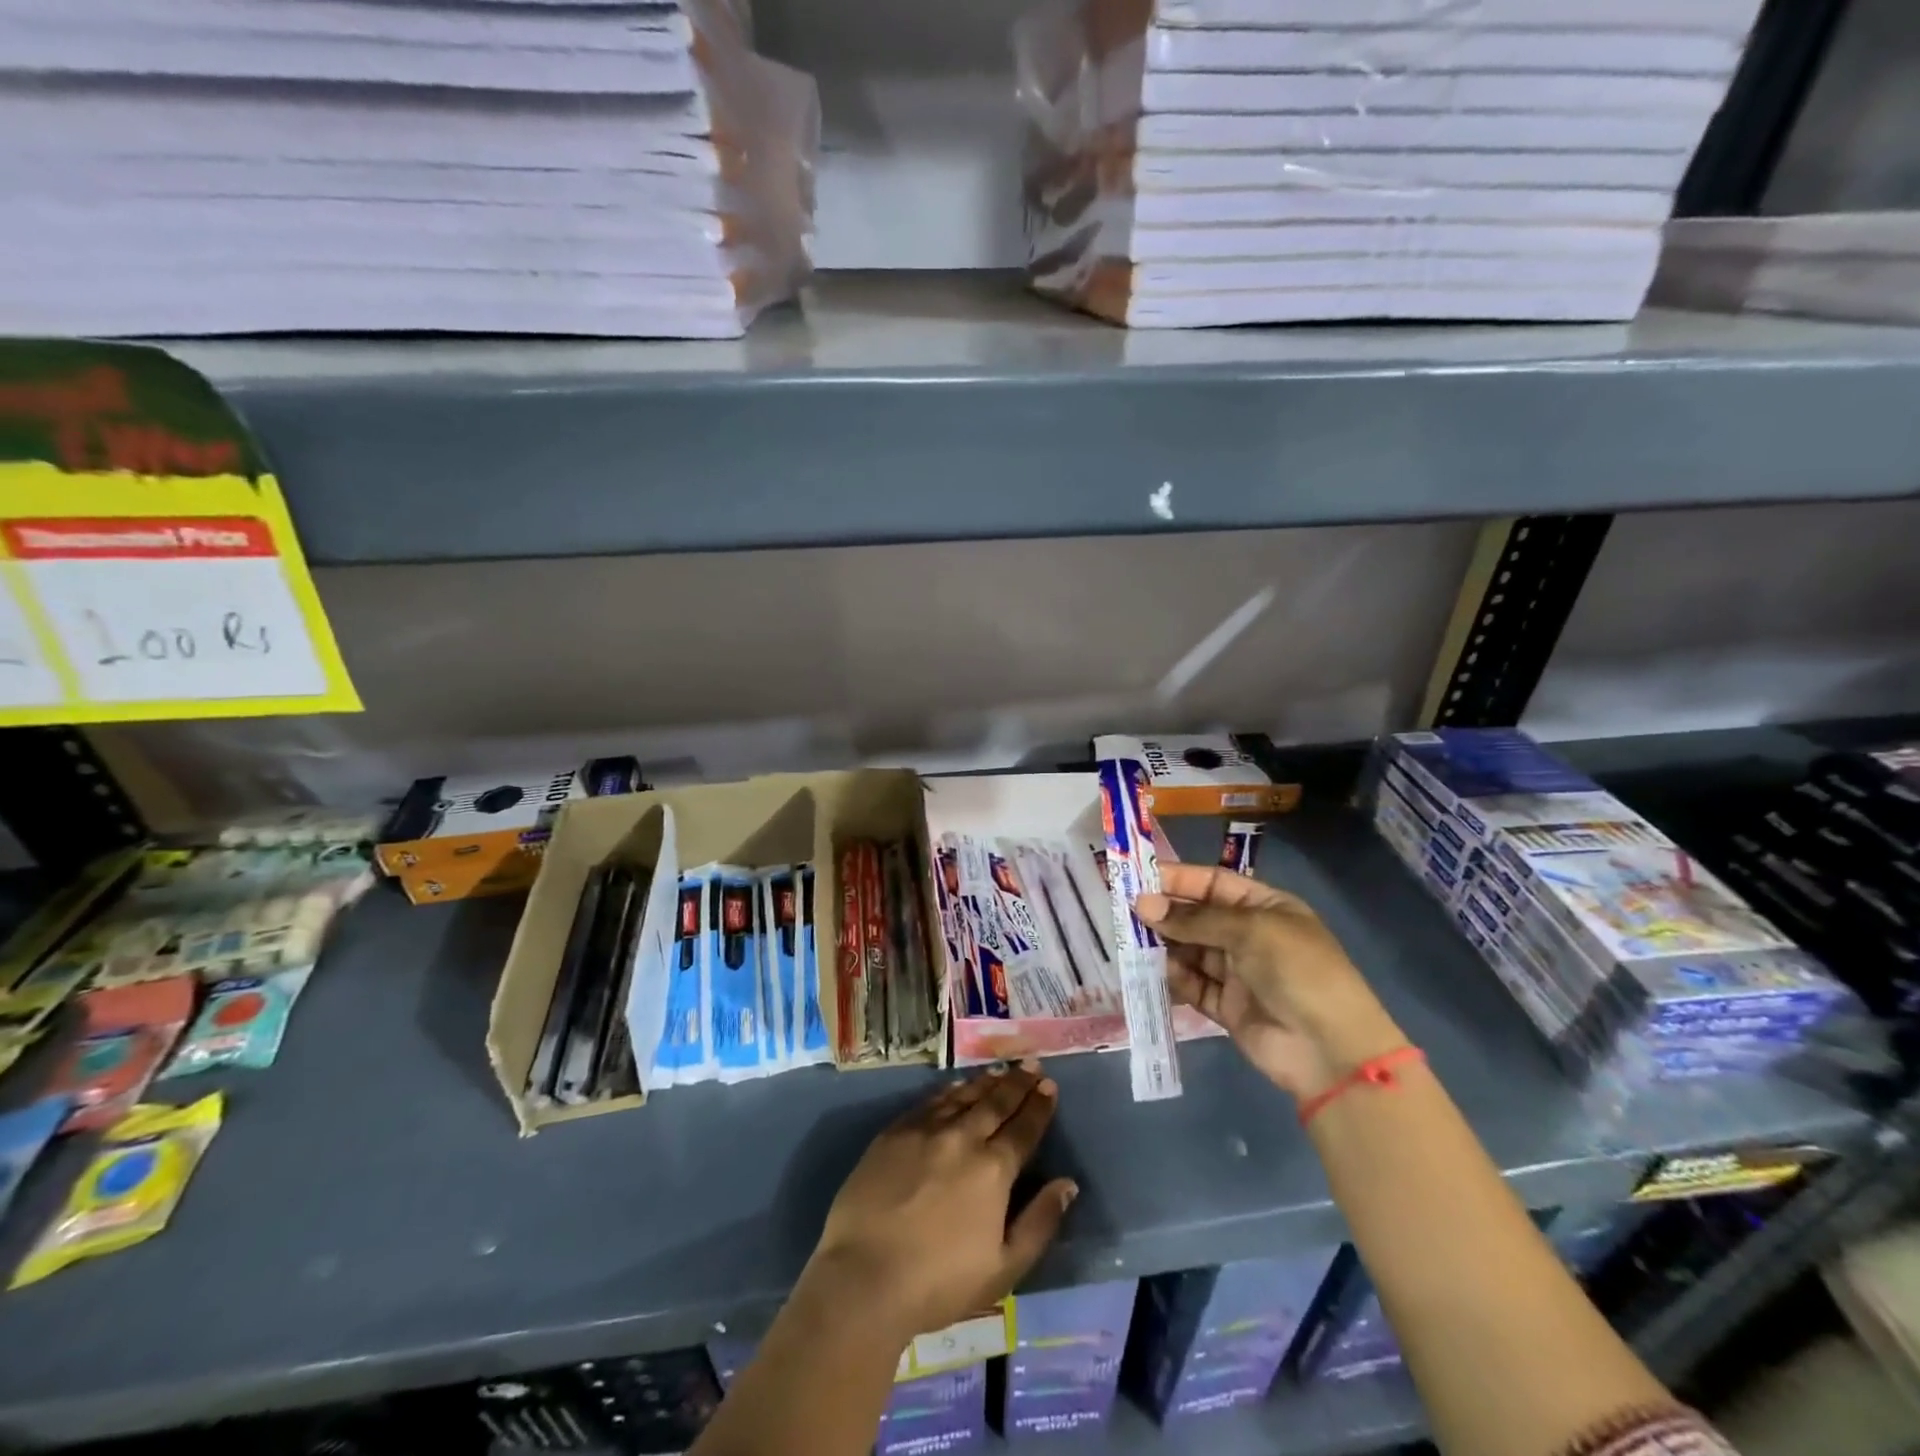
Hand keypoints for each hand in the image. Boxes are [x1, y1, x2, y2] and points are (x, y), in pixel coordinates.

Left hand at [807, 1065, 1077, 1341]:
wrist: (864, 1277)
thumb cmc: (939, 1283)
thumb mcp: (1003, 1268)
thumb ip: (1039, 1223)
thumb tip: (1067, 1184)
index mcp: (993, 1170)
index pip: (1023, 1128)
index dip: (1039, 1106)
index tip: (1049, 1086)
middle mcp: (963, 1138)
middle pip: (996, 1103)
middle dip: (1017, 1083)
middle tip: (1031, 1065)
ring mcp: (926, 1130)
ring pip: (964, 1096)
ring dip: (986, 1082)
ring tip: (1001, 1070)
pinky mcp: (895, 1132)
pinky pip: (931, 1101)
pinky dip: (950, 1090)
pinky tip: (957, 1086)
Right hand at [1137, 863, 1403, 1098]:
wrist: (1330, 1050)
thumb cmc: (1297, 971)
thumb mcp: (1249, 931)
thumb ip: (1195, 919)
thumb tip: (1144, 905)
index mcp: (1264, 907)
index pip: (1213, 883)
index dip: (1177, 879)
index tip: (1137, 878)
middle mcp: (1249, 935)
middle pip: (1197, 916)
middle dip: (1164, 912)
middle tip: (1124, 910)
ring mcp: (1237, 972)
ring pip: (1190, 950)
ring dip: (1164, 944)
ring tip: (1132, 940)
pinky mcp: (1226, 1006)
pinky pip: (1192, 984)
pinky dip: (1173, 977)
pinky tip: (1153, 971)